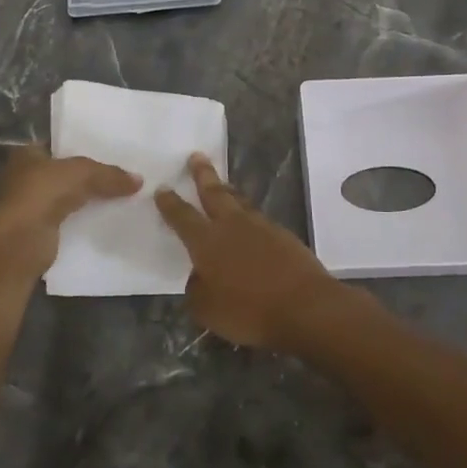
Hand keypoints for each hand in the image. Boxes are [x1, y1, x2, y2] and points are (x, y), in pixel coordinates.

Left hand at [0, 145, 141, 277]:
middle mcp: (24, 177)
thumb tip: (139, 180)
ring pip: (67, 197)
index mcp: (26, 153)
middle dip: (88, 175)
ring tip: (121, 195)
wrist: (19, 243)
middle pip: (64, 172)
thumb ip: (109, 175)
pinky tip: (108, 219)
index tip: (110, 151)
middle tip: (121, 174)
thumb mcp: (82, 174)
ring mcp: (30, 205)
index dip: (82, 146)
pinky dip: (84, 220)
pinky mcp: (39, 231)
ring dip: (87, 199)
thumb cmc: (42, 193)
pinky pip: (69, 219)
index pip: (58, 144)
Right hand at [156, 154, 339, 348]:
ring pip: (239, 202)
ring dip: (228, 190)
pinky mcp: (282, 235)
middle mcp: (232, 226)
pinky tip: (250, 223)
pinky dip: (249, 216)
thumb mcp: (207, 310)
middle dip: (203, 174)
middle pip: (214, 193)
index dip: (170, 203)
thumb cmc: (249, 311)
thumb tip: (199, 276)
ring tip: (222, 183)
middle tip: (197, 156)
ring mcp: (260, 227)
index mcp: (207, 242)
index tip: (162, 188)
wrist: (305, 306)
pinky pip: (259, 219)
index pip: (182, 217)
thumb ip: (197, 290)